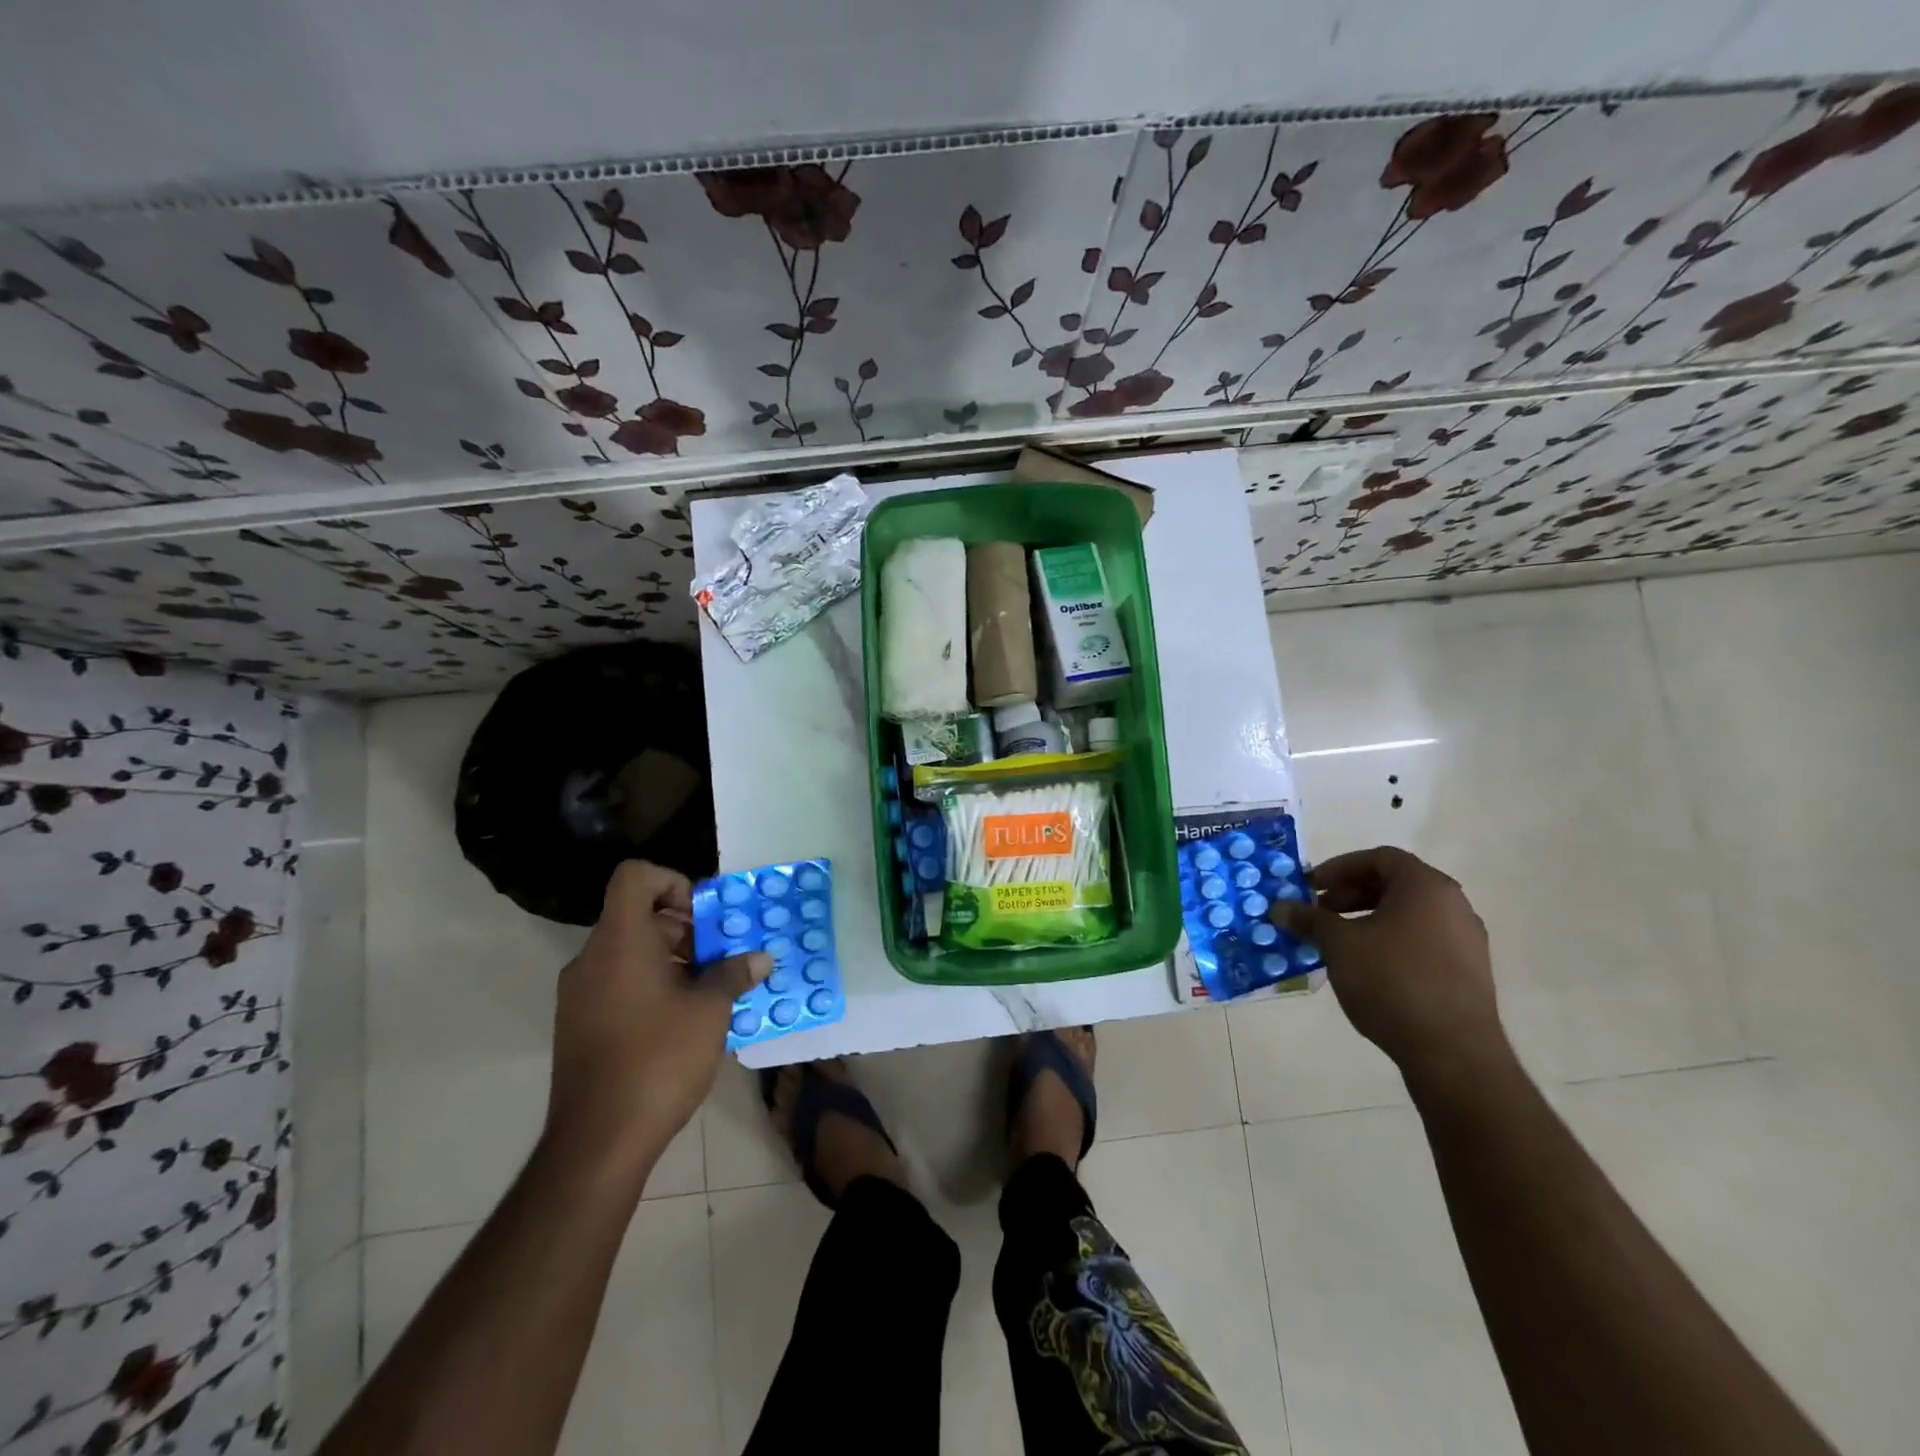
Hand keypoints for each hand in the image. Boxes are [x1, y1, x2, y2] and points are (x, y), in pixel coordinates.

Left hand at [544, 860, 769, 1175]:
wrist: (598, 1142)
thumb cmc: (659, 1060)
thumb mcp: (711, 1011)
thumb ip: (735, 974)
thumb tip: (760, 959)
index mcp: (620, 942)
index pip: (635, 876)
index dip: (672, 881)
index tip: (702, 918)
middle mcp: (592, 959)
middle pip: (638, 915)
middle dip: (685, 929)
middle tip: (721, 959)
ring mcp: (579, 994)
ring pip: (630, 952)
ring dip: (672, 960)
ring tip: (710, 992)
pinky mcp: (578, 1024)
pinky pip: (618, 982)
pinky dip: (651, 985)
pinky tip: (683, 1020)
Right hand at [1270, 847, 1506, 1080]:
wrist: (1451, 1052)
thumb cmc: (1391, 981)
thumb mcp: (1338, 945)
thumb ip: (1309, 920)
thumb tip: (1279, 907)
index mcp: (1426, 887)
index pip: (1380, 858)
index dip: (1340, 867)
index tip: (1312, 887)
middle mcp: (1453, 905)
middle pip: (1395, 884)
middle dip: (1350, 894)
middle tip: (1319, 912)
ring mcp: (1466, 940)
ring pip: (1408, 914)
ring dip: (1368, 918)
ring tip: (1337, 941)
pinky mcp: (1468, 972)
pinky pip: (1422, 940)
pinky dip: (1390, 941)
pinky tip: (1366, 967)